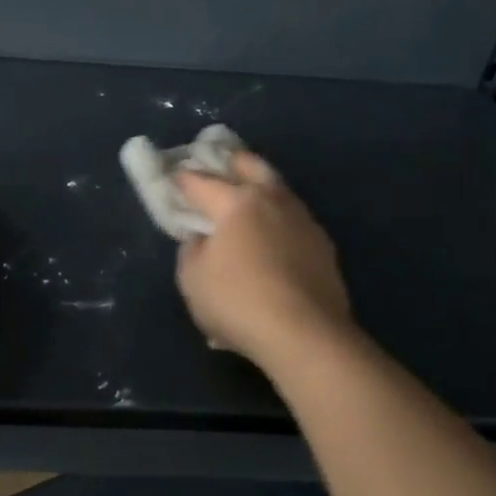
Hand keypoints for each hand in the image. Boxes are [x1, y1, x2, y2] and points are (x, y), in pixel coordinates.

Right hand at [173, 148, 353, 370]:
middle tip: (215, 166)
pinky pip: (292, 219)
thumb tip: (203, 238)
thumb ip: (192, 250)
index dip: (182, 179)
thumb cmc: (239, 303)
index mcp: (237, 202)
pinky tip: (271, 237)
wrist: (306, 334)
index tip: (172, 177)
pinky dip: (276, 220)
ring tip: (245, 201)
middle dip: (229, 161)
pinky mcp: (322, 244)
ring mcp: (302, 219)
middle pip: (250, 165)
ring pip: (277, 189)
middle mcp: (273, 200)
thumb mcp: (192, 280)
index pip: (201, 181)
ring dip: (258, 188)